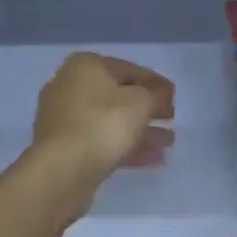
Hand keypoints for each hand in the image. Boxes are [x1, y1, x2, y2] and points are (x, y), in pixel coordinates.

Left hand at [30, 52, 175, 205]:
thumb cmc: (103, 124)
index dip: (156, 83)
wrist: (61, 170)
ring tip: (167, 143)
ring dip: (140, 130)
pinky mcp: (63, 147)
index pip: (130, 69)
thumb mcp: (142, 102)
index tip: (174, 98)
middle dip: (147, 109)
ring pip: (110, 121)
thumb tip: (162, 93)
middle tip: (170, 119)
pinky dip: (124, 146)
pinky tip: (151, 158)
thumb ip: (157, 94)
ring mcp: (63, 118)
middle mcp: (69, 86)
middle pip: (118, 95)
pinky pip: (100, 140)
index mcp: (85, 66)